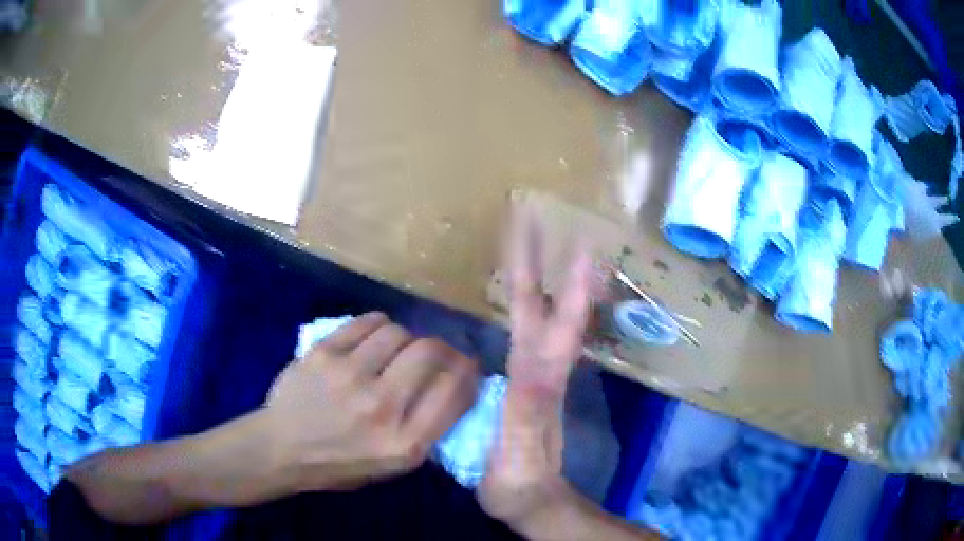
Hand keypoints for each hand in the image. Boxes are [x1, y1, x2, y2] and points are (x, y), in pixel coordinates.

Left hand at [263, 312, 478, 491]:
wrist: (282, 449)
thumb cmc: (340, 464)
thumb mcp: (393, 467)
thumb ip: (427, 431)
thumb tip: (453, 387)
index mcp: (404, 443)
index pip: (455, 391)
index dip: (468, 372)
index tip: (466, 367)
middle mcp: (381, 407)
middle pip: (430, 352)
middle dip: (442, 348)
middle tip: (437, 353)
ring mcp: (349, 376)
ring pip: (399, 332)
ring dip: (407, 338)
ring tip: (398, 349)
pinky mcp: (324, 353)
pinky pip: (367, 322)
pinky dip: (379, 325)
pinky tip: (375, 338)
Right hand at [479, 203, 594, 530]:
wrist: (533, 500)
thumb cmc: (518, 482)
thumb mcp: (517, 453)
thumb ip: (524, 416)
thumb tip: (530, 371)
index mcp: (535, 379)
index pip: (537, 319)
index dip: (539, 278)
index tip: (541, 236)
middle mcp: (542, 368)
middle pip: (546, 306)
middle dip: (545, 262)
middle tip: (541, 220)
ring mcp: (539, 375)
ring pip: (547, 316)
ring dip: (549, 277)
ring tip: (546, 243)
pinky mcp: (532, 385)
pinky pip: (537, 334)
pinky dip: (539, 306)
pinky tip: (533, 294)